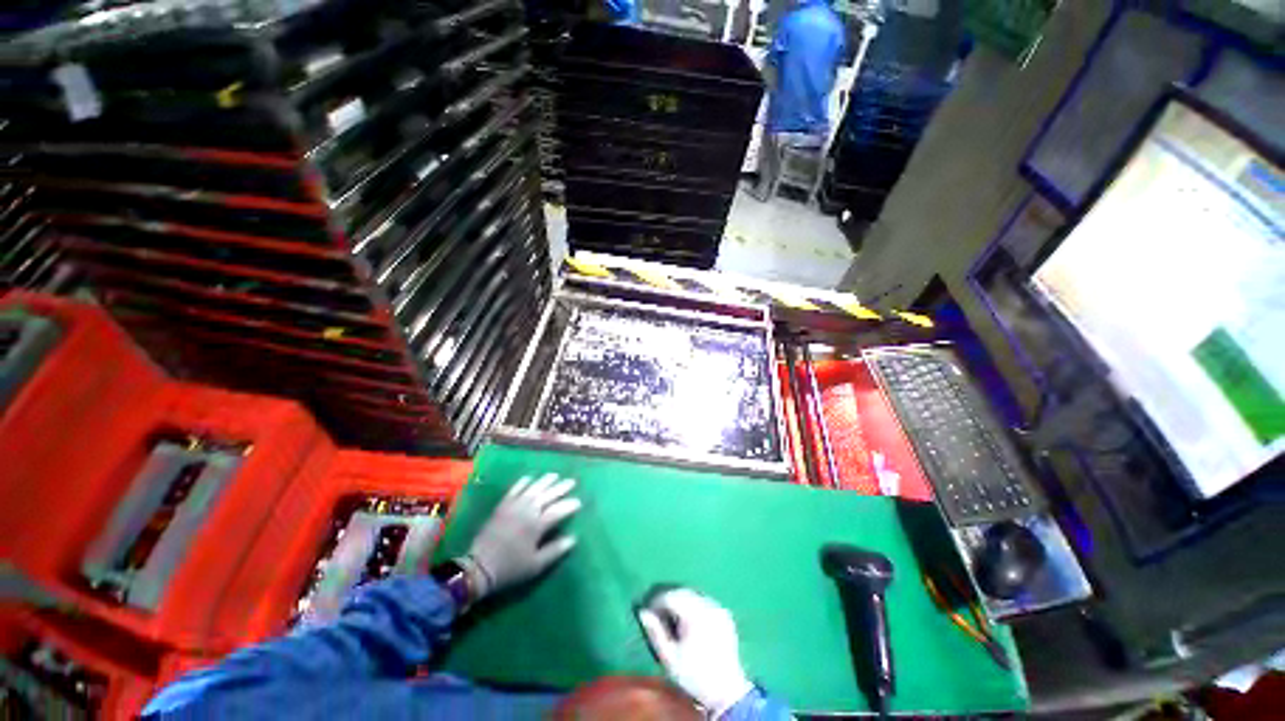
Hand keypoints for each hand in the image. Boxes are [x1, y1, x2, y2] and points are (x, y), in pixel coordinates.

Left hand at [460, 473, 581, 600]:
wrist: (479, 567)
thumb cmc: (510, 568)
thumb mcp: (536, 565)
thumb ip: (555, 550)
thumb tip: (573, 539)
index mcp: (537, 525)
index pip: (558, 510)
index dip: (569, 505)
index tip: (579, 502)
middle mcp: (527, 511)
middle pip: (548, 495)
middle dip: (561, 488)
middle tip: (572, 482)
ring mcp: (514, 507)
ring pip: (533, 489)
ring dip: (545, 481)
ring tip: (555, 476)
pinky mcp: (502, 506)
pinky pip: (514, 490)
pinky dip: (523, 483)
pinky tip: (530, 478)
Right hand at [638, 588, 753, 716]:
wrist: (727, 692)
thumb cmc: (694, 676)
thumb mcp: (670, 658)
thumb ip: (655, 633)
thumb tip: (643, 613)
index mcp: (694, 614)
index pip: (670, 596)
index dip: (657, 602)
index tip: (649, 612)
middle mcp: (708, 605)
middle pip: (683, 592)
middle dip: (669, 600)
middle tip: (659, 614)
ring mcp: (718, 608)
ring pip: (694, 595)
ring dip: (681, 601)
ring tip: (673, 618)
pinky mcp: (725, 614)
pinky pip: (705, 602)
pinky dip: (694, 606)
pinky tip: (690, 621)